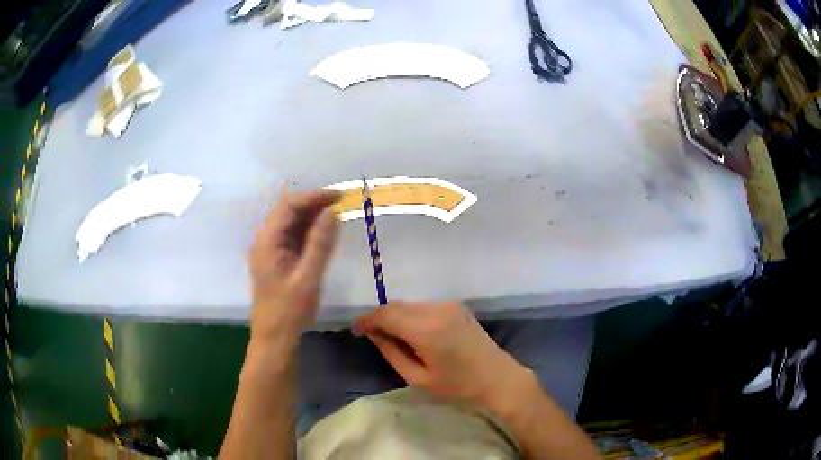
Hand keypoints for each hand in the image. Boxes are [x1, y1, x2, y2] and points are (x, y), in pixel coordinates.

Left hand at [248, 187, 340, 344]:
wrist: (275, 338)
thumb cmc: (290, 311)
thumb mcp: (308, 277)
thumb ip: (320, 243)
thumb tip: (332, 212)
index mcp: (267, 242)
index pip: (288, 207)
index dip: (313, 197)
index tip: (338, 196)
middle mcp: (265, 241)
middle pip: (287, 212)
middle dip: (312, 204)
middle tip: (340, 203)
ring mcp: (269, 251)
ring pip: (289, 224)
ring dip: (310, 216)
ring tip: (335, 214)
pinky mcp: (276, 260)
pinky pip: (291, 237)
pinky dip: (307, 231)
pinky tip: (322, 233)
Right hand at [354, 301, 528, 404]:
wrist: (497, 377)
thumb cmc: (457, 385)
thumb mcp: (418, 377)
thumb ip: (391, 353)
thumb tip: (373, 335)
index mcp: (426, 330)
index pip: (385, 315)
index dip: (366, 320)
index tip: (355, 330)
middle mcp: (436, 310)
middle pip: (396, 306)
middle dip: (380, 318)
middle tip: (370, 335)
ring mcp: (448, 305)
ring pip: (409, 305)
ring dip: (396, 316)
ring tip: (392, 337)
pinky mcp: (456, 306)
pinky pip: (424, 306)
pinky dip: (411, 315)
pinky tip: (413, 333)